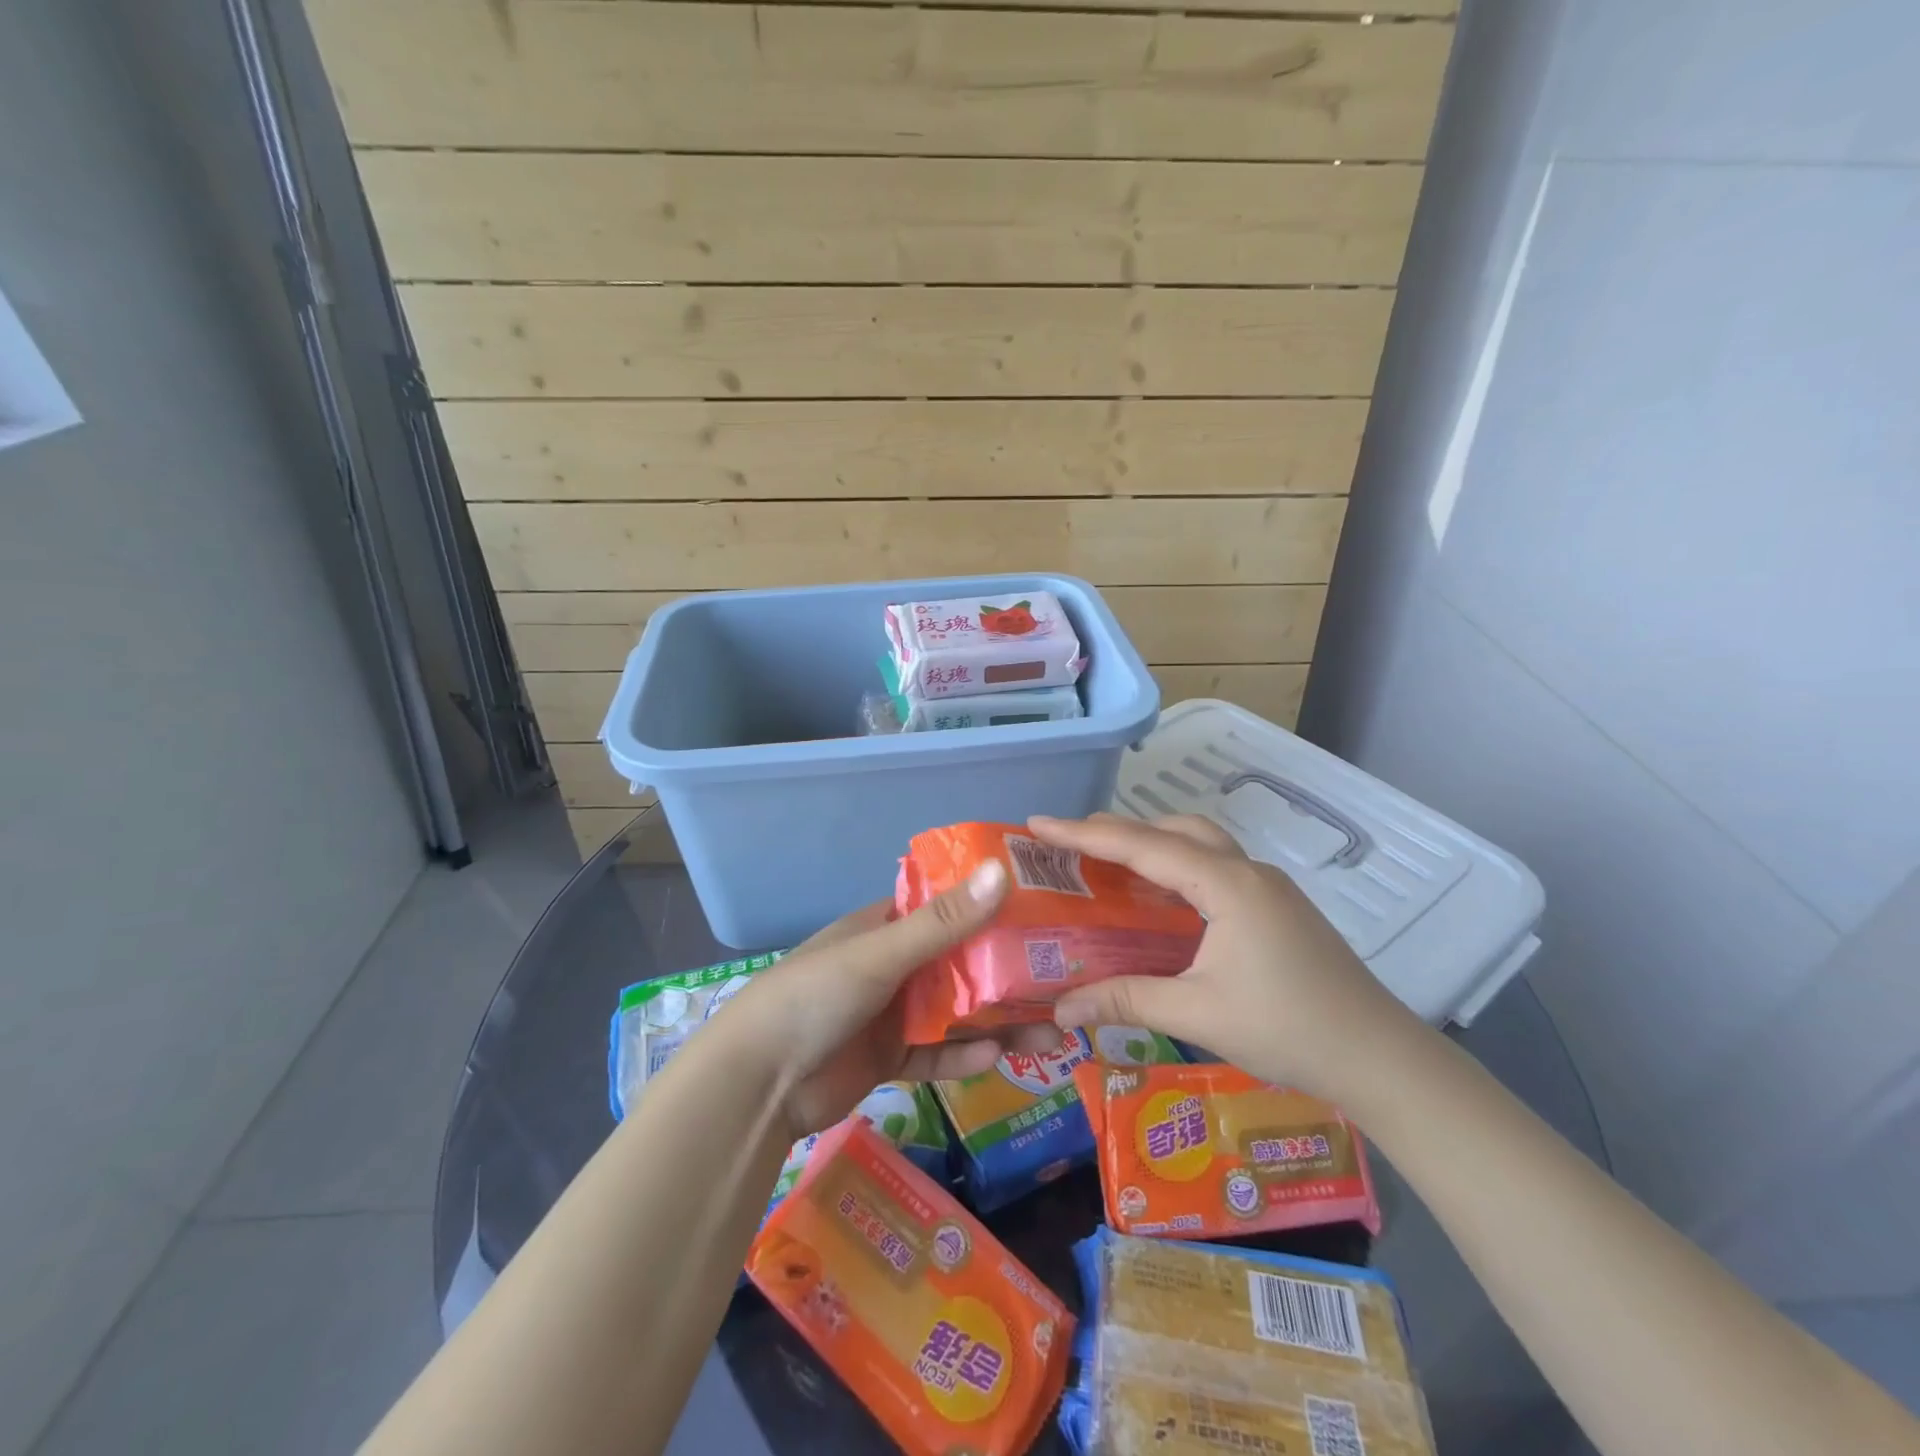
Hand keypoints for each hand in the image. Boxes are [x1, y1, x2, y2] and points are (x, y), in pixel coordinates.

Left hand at [719, 860, 1062, 1139]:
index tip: (1042, 909)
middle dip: (1009, 973)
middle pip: (961, 963)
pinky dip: (963, 1056)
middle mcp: (892, 964)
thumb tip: (1002, 871)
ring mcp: (891, 1012)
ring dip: (999, 1021)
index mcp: (885, 926)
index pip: (947, 907)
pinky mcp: (889, 1058)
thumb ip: (943, 922)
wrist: (757, 1084)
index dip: (991, 906)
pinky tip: (997, 1057)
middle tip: (1064, 980)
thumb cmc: (815, 996)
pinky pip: (936, 1053)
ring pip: (957, 1012)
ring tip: (1054, 1032)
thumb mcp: (881, 954)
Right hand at [1029, 813, 1422, 1101]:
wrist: (1381, 1057)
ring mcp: (1267, 887)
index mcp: (1227, 884)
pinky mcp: (1276, 907)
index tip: (1038, 824)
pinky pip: (1214, 868)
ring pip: (1198, 844)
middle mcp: (1247, 871)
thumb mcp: (1198, 1013)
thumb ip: (1126, 1000)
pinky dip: (1176, 869)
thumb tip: (1061, 1008)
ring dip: (1152, 845)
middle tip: (1071, 845)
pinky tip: (1158, 900)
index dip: (1084, 834)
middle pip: (1173, 830)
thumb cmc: (1289, 1028)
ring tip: (1108, 865)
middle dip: (1119, 831)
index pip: (1143, 846)